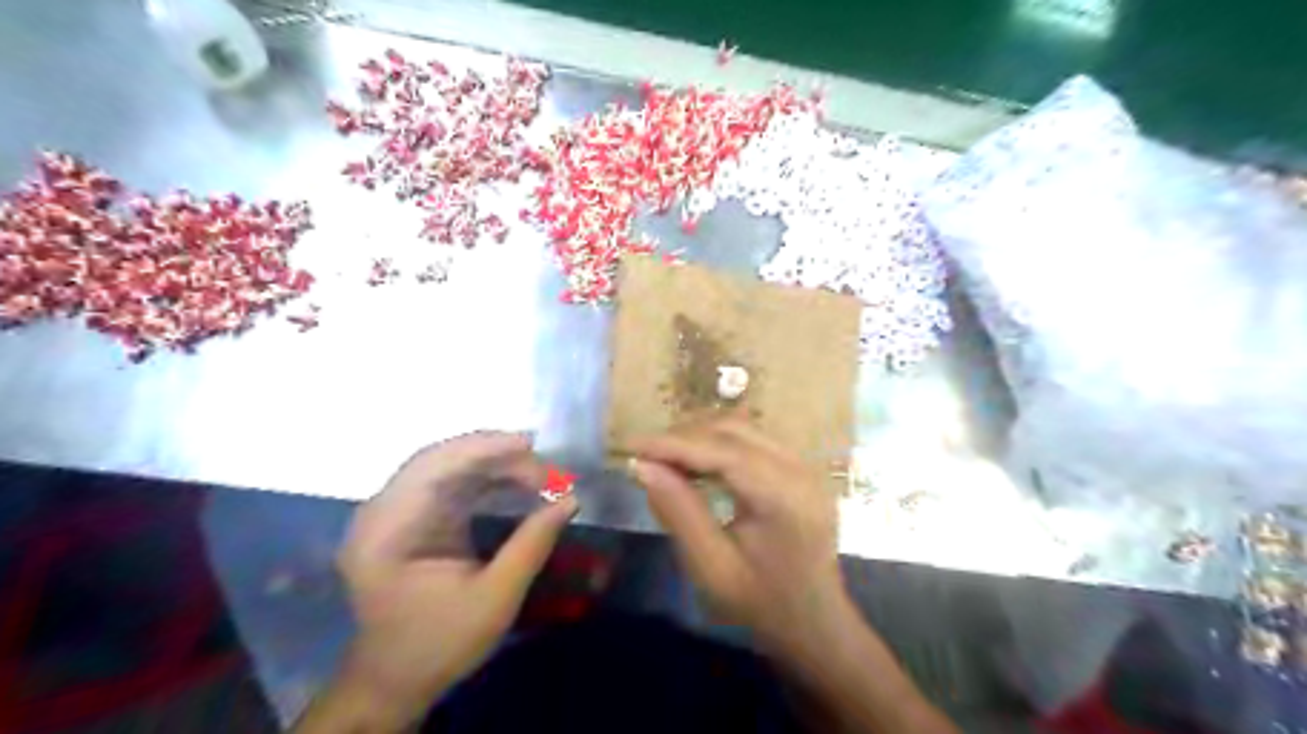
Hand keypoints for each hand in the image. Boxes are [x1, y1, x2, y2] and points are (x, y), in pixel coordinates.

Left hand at [323, 431, 572, 728]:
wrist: (395, 680)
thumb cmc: (440, 644)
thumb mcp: (495, 599)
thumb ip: (532, 544)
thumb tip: (570, 499)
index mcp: (388, 530)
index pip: (433, 466)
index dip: (483, 447)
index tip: (531, 444)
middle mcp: (382, 511)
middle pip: (440, 459)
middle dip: (496, 455)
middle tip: (545, 467)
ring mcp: (393, 512)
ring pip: (447, 466)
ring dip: (494, 466)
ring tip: (539, 474)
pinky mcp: (410, 518)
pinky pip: (448, 482)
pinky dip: (484, 479)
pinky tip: (515, 484)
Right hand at [630, 420, 848, 652]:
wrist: (814, 622)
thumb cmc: (761, 603)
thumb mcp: (711, 567)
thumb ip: (678, 512)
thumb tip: (643, 466)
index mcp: (784, 496)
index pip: (723, 451)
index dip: (674, 444)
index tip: (632, 446)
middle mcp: (800, 469)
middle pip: (733, 431)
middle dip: (685, 437)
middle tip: (645, 457)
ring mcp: (804, 464)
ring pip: (742, 429)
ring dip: (700, 437)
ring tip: (664, 459)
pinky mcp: (799, 467)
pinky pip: (753, 440)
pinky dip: (718, 444)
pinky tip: (695, 463)